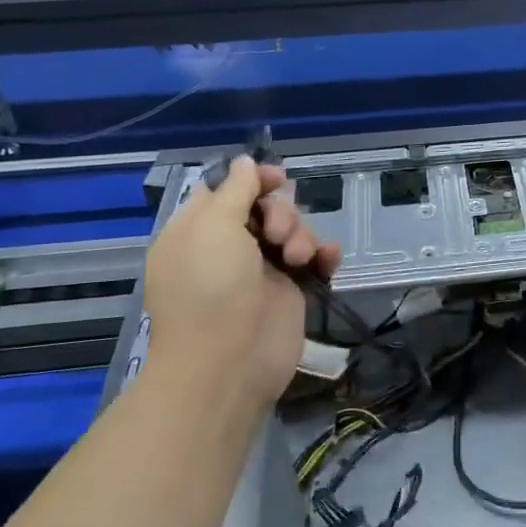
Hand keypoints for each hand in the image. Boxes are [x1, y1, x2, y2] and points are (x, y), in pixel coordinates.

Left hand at [142, 155, 340, 405]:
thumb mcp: (215, 227)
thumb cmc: (212, 288)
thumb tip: (246, 163)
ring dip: (301, 236)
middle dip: (280, 213)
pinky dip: (323, 256)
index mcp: (198, 231)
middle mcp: (228, 248)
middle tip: (276, 235)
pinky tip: (327, 261)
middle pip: (265, 208)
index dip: (253, 181)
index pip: (226, 191)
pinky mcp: (290, 292)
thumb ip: (235, 189)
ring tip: (297, 259)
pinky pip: (313, 261)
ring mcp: (260, 271)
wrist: (229, 363)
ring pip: (293, 231)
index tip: (277, 179)